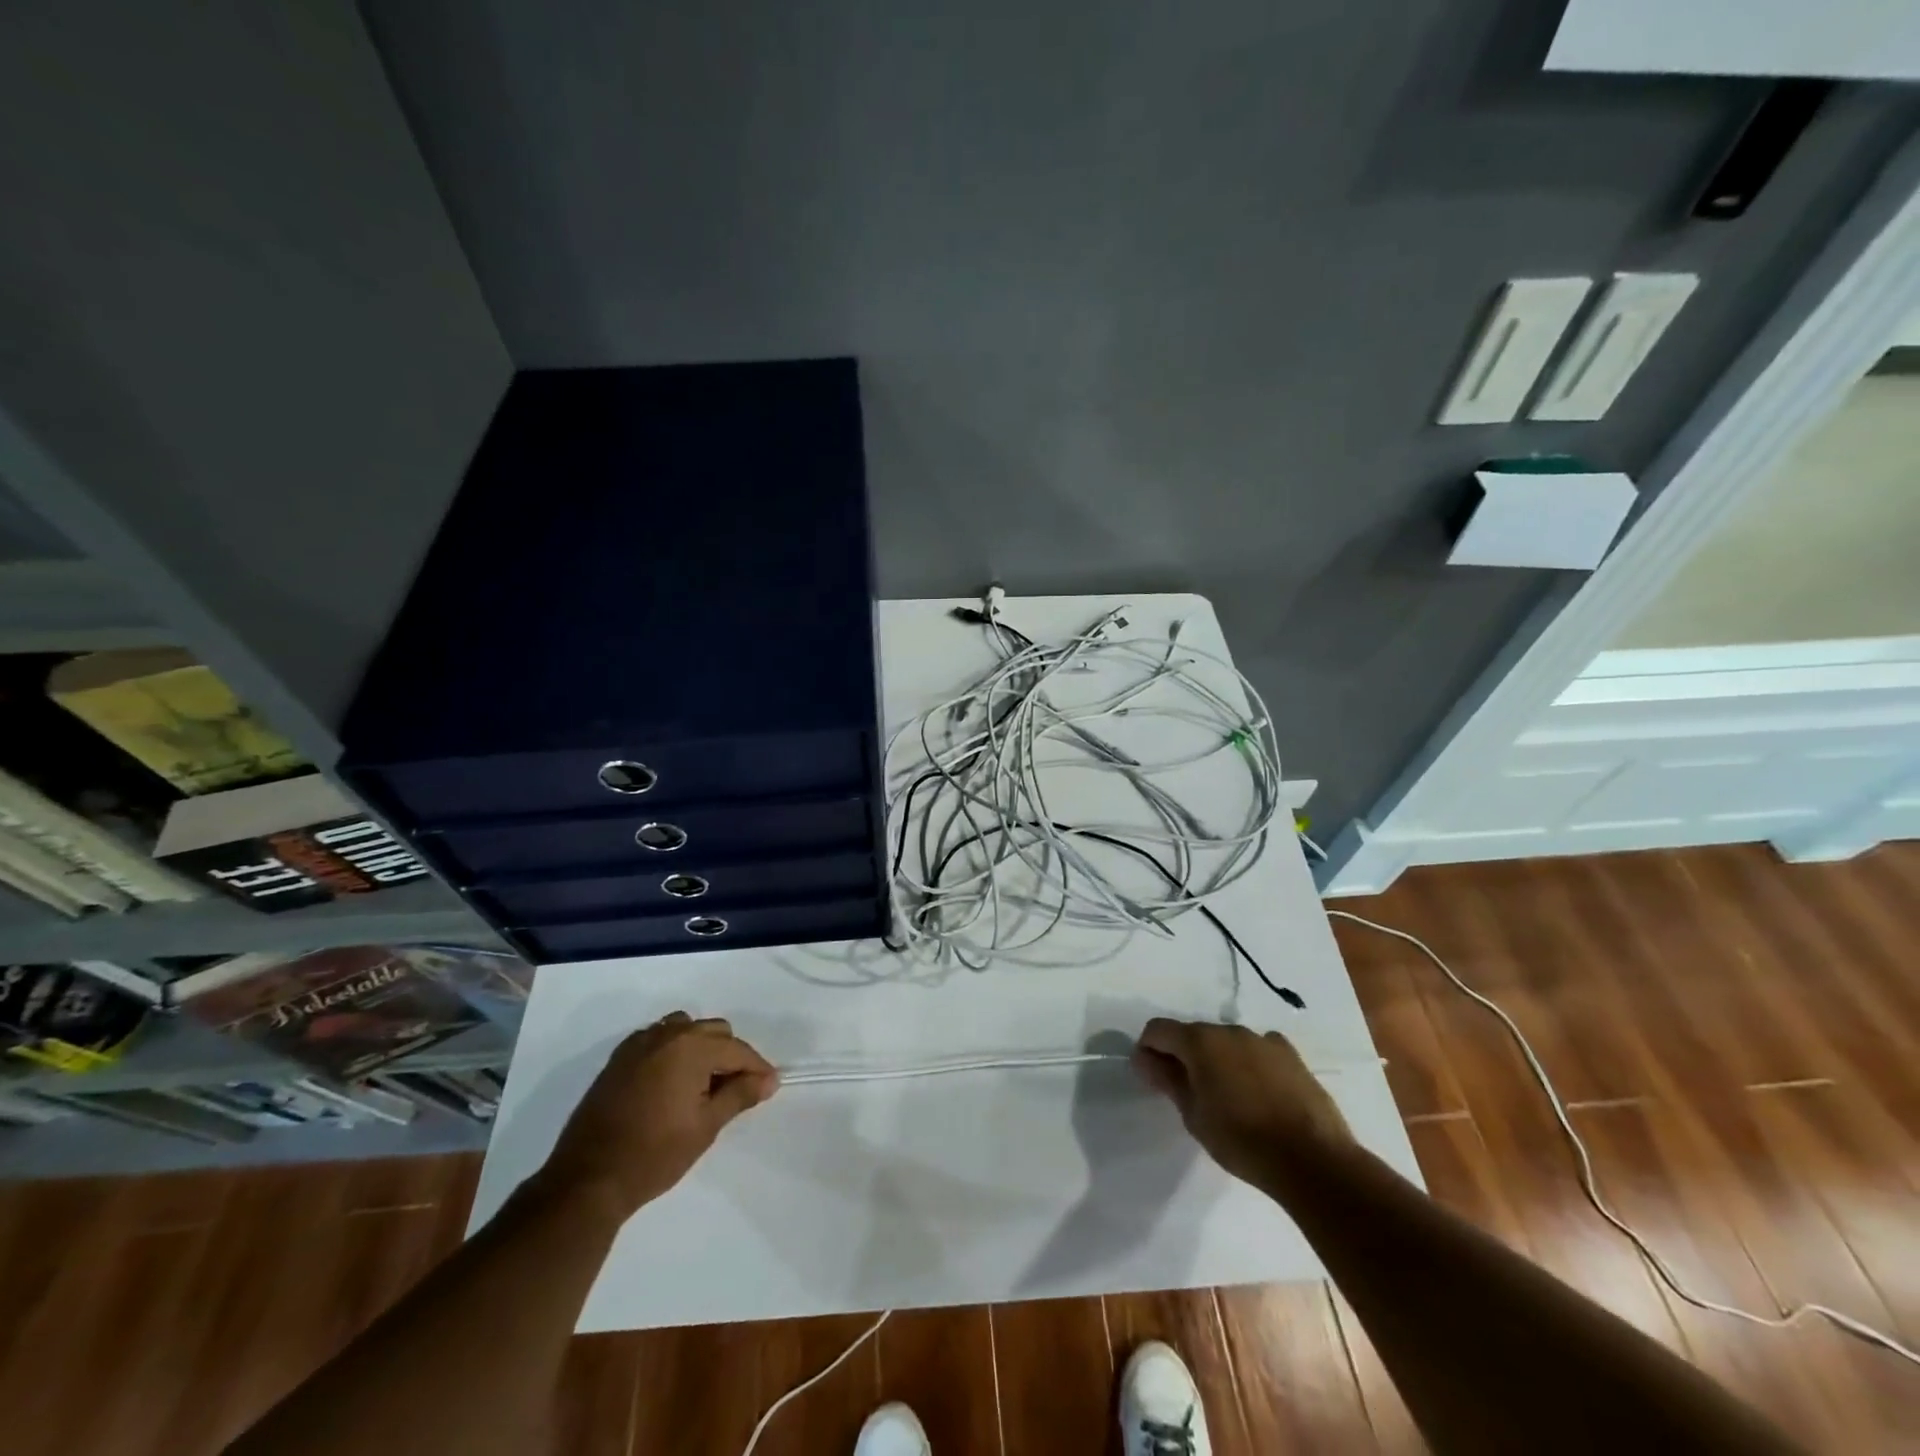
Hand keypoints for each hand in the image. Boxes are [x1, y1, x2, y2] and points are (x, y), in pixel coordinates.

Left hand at [541, 1012, 778, 1219]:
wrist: (588, 1180)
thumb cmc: (655, 1154)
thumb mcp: (706, 1126)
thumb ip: (740, 1095)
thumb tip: (769, 1079)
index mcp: (691, 1046)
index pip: (737, 1049)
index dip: (757, 1068)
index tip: (769, 1086)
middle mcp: (667, 1034)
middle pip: (714, 1032)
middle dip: (730, 1056)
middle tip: (736, 1090)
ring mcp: (639, 1043)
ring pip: (686, 1029)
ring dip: (702, 1048)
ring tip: (704, 1083)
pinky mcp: (619, 1058)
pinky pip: (658, 1039)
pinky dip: (674, 1051)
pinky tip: (673, 1081)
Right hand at [1132, 1018, 1354, 1189]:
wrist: (1312, 1160)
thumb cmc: (1241, 1140)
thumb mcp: (1193, 1114)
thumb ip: (1166, 1079)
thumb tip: (1143, 1057)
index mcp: (1200, 1041)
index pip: (1159, 1030)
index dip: (1149, 1049)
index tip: (1151, 1076)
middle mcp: (1229, 1030)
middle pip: (1194, 1034)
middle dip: (1184, 1056)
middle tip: (1189, 1093)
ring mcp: (1264, 1040)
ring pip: (1227, 1042)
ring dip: (1218, 1060)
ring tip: (1228, 1098)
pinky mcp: (1291, 1055)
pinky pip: (1258, 1051)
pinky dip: (1250, 1064)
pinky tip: (1258, 1093)